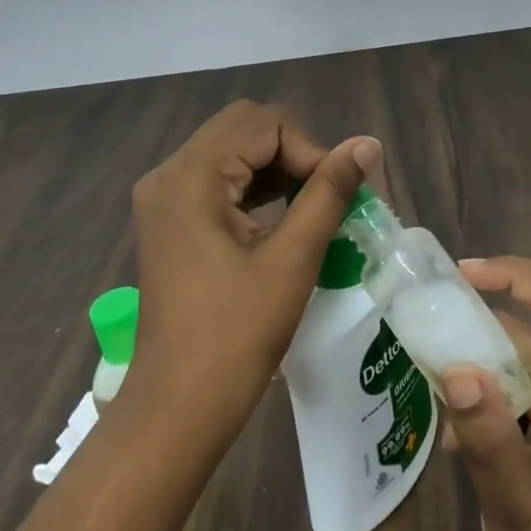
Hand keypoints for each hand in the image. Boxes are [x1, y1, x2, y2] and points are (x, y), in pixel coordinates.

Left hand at [126, 100, 379, 429]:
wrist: (179, 406)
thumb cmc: (237, 334)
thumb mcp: (293, 258)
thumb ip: (330, 192)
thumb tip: (367, 145)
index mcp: (191, 175)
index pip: (265, 124)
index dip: (311, 150)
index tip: (338, 195)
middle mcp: (169, 173)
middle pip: (244, 128)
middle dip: (293, 152)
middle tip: (325, 196)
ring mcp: (163, 197)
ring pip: (231, 150)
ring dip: (276, 168)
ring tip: (311, 207)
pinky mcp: (168, 220)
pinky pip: (216, 179)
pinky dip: (254, 187)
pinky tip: (281, 217)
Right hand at [439, 257, 530, 530]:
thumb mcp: (522, 526)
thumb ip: (493, 448)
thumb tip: (456, 369)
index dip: (518, 275)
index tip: (460, 276)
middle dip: (475, 326)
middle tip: (421, 345)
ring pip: (527, 358)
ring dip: (479, 369)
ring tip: (439, 413)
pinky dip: (493, 398)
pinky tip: (466, 443)